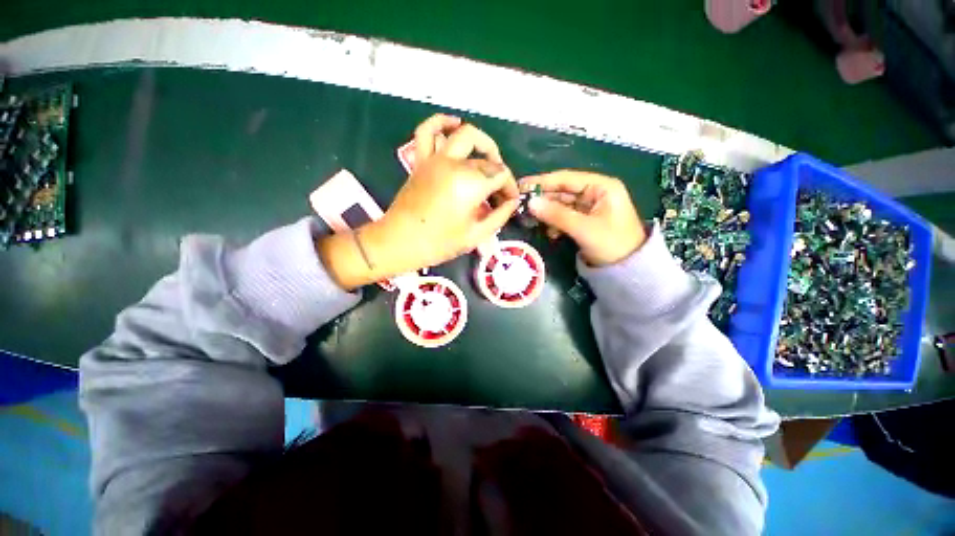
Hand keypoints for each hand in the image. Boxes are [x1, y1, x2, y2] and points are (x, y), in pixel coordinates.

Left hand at [317, 115, 519, 288]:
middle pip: (487, 160)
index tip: (511, 202)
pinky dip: (441, 123)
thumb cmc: (440, 243)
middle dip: (500, 174)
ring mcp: (436, 159)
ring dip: (482, 142)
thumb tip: (512, 203)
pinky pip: (427, 132)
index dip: (510, 188)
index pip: (501, 176)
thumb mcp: (476, 235)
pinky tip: (454, 124)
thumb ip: (499, 217)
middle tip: (500, 193)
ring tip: (489, 157)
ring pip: (464, 135)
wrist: (400, 242)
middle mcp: (455, 164)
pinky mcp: (421, 161)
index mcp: (470, 184)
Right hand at [520, 171, 645, 266]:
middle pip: (563, 191)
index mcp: (601, 187)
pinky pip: (566, 217)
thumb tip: (530, 203)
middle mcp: (596, 193)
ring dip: (548, 212)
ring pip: (562, 205)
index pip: (567, 178)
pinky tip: (549, 231)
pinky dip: (555, 222)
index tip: (522, 185)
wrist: (629, 271)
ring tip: (531, 219)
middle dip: (543, 198)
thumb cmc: (612, 244)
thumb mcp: (583, 229)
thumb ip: (556, 214)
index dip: (543, 181)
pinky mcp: (586, 221)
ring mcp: (590, 207)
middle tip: (521, 204)